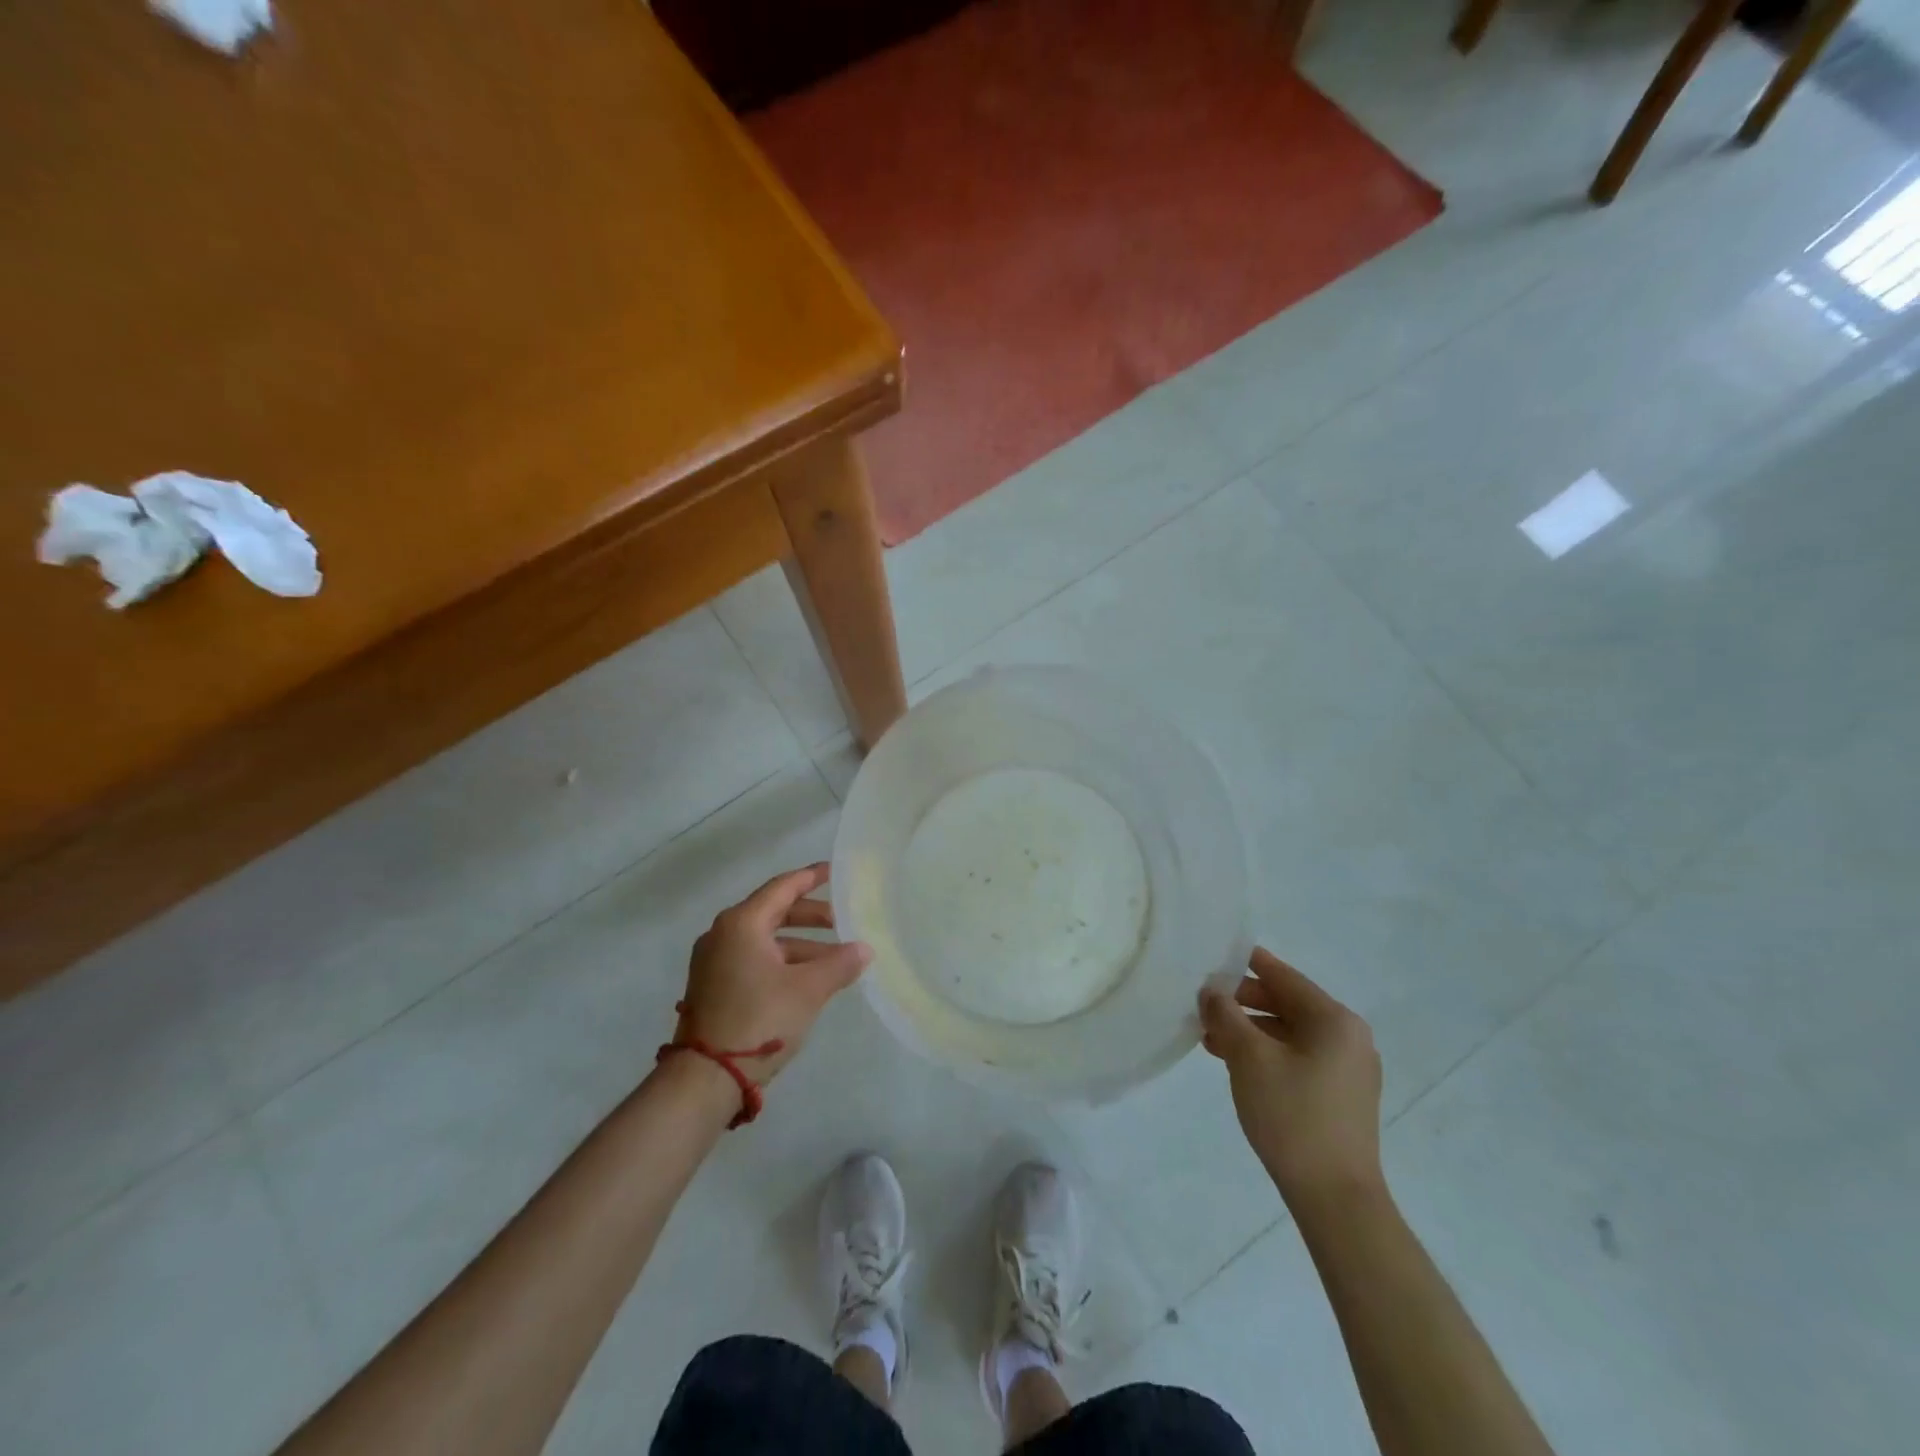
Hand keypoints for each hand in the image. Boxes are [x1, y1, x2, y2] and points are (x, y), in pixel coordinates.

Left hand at [675, 863, 871, 1084]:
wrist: (705, 1078)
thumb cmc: (759, 1019)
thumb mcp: (808, 990)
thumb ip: (840, 964)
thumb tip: (864, 949)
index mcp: (742, 923)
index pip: (783, 887)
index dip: (811, 877)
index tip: (834, 871)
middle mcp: (723, 934)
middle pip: (774, 912)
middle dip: (810, 916)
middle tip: (842, 921)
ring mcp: (714, 962)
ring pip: (765, 940)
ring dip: (800, 946)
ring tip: (835, 960)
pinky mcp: (713, 987)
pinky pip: (754, 960)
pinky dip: (782, 962)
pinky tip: (807, 981)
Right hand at [1199, 947, 1383, 1211]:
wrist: (1336, 1198)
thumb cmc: (1292, 1116)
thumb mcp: (1249, 1058)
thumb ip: (1226, 1015)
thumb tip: (1212, 992)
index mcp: (1334, 1020)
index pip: (1284, 977)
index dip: (1248, 964)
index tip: (1215, 956)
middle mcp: (1349, 1037)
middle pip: (1288, 1004)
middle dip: (1244, 1003)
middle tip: (1204, 1003)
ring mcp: (1349, 1070)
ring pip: (1290, 1034)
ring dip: (1251, 1031)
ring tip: (1210, 1037)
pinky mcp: (1342, 1097)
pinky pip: (1298, 1058)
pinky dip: (1267, 1054)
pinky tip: (1235, 1064)